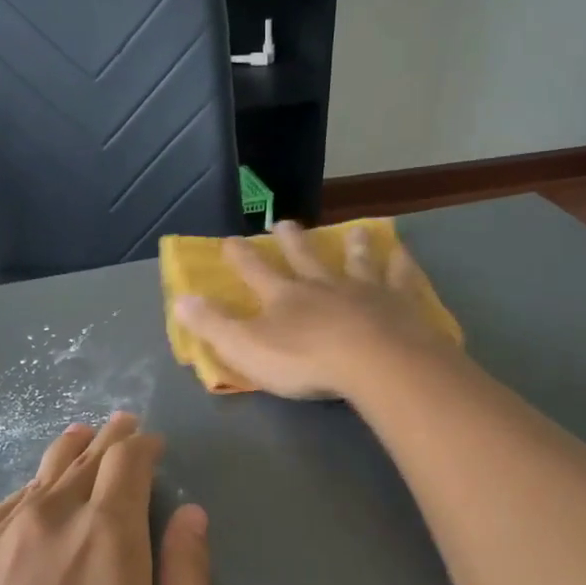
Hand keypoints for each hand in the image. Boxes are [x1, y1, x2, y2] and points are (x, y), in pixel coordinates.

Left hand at [0, 413, 213, 584]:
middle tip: (123, 426)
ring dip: (66, 455)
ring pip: (38, 479)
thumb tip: (191, 514)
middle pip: (84, 461)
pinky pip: (0, 510)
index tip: (154, 444)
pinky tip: (27, 495)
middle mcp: (48, 522)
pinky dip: (25, 491)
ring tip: (80, 438)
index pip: (128, 463)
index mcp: (106, 535)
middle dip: (110, 441)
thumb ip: (189, 578)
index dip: (144, 446)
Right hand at [174, 221, 461, 400]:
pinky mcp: (400, 302)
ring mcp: (364, 290)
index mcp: (284, 297)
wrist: (374, 361)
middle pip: (305, 257)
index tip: (229, 240)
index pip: (255, 271)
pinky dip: (401, 262)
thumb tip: (181, 299)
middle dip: (291, 240)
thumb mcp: (247, 348)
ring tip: (355, 231)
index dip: (239, 257)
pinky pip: (400, 276)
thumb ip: (214, 325)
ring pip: (356, 261)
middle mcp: (323, 285)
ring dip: (352, 246)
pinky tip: (403, 250)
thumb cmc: (305, 360)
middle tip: (284, 222)